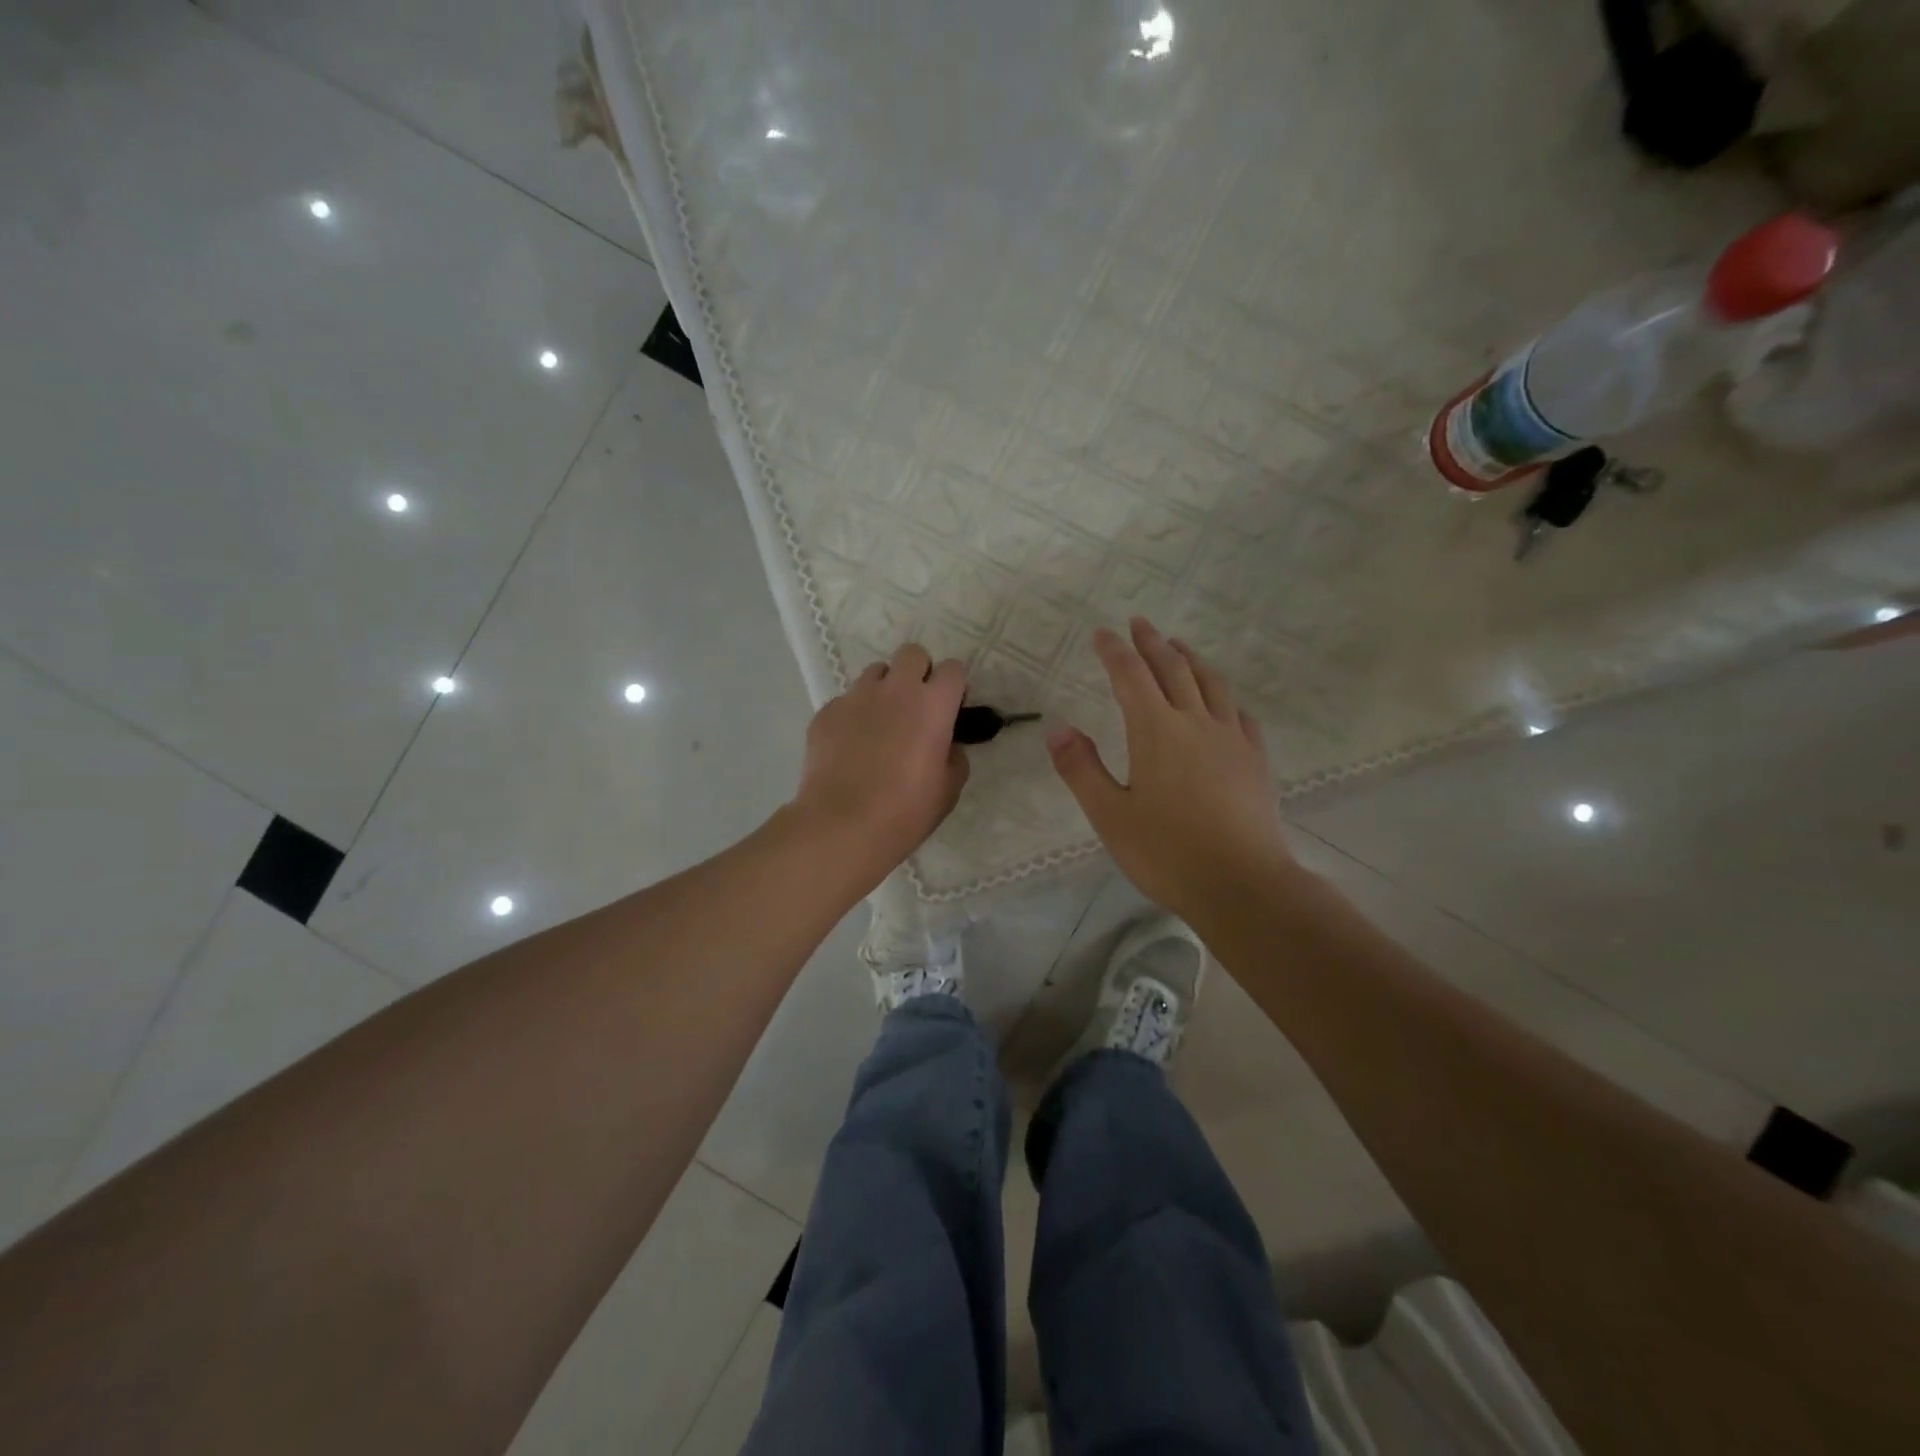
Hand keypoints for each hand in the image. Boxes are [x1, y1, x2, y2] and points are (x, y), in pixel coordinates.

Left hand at [790, 643, 970, 884]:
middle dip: (918, 672)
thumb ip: (954, 757)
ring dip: (884, 689)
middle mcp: (895, 689)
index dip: (953, 686)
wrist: (841, 825)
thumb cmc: (905, 811)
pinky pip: (846, 701)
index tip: (950, 709)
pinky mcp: (826, 712)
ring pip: (875, 673)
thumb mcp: (948, 790)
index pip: (953, 669)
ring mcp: (856, 697)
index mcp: (933, 704)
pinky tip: (850, 747)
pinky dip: (853, 715)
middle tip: (916, 706)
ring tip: (880, 724)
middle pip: (912, 653)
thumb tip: (947, 746)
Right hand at [1048, 617, 1294, 924]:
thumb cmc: (1167, 852)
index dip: (1114, 652)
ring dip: (1191, 659)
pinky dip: (1223, 696)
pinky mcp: (1255, 760)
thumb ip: (1082, 769)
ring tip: (1179, 647)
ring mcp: (1231, 739)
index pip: (1131, 677)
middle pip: (1173, 669)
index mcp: (1156, 731)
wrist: (1243, 884)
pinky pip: (1238, 714)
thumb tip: (1059, 729)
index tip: (1102, 633)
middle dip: (1152, 643)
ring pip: (1211, 684)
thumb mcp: (1110, 815)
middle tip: (1139, 623)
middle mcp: (1195, 723)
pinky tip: (1222, 702)